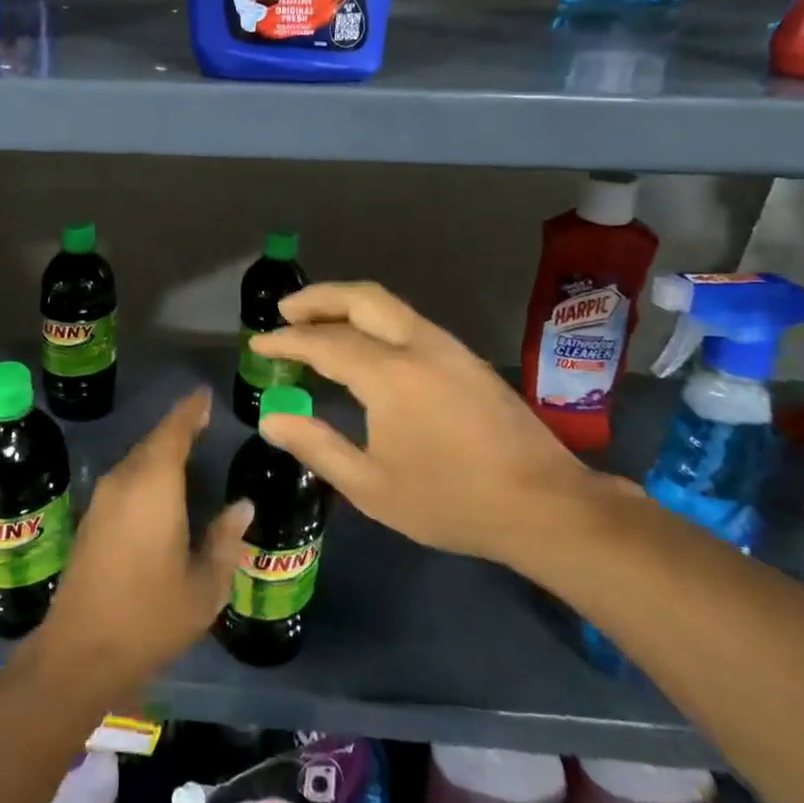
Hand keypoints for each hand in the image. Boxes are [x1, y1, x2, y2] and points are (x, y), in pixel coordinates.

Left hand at [38, 389, 252, 692]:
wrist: (81, 651)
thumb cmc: (151, 616)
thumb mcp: (205, 586)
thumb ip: (225, 541)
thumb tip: (242, 507)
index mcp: (154, 486)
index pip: (174, 432)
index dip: (190, 411)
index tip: (205, 395)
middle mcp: (125, 481)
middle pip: (153, 442)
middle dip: (178, 429)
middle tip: (203, 421)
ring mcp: (103, 499)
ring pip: (137, 460)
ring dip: (160, 451)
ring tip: (188, 449)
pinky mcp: (91, 519)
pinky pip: (125, 479)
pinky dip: (146, 472)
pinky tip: (161, 488)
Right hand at [248, 282, 596, 567]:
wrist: (545, 505)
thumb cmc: (451, 500)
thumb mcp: (372, 486)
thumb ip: (316, 446)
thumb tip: (271, 418)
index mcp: (390, 374)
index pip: (324, 342)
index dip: (286, 341)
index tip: (258, 344)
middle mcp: (417, 345)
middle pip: (360, 298)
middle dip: (318, 298)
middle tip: (285, 311)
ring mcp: (446, 347)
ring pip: (387, 304)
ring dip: (346, 304)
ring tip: (317, 322)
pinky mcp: (464, 358)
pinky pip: (407, 321)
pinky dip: (372, 319)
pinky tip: (364, 344)